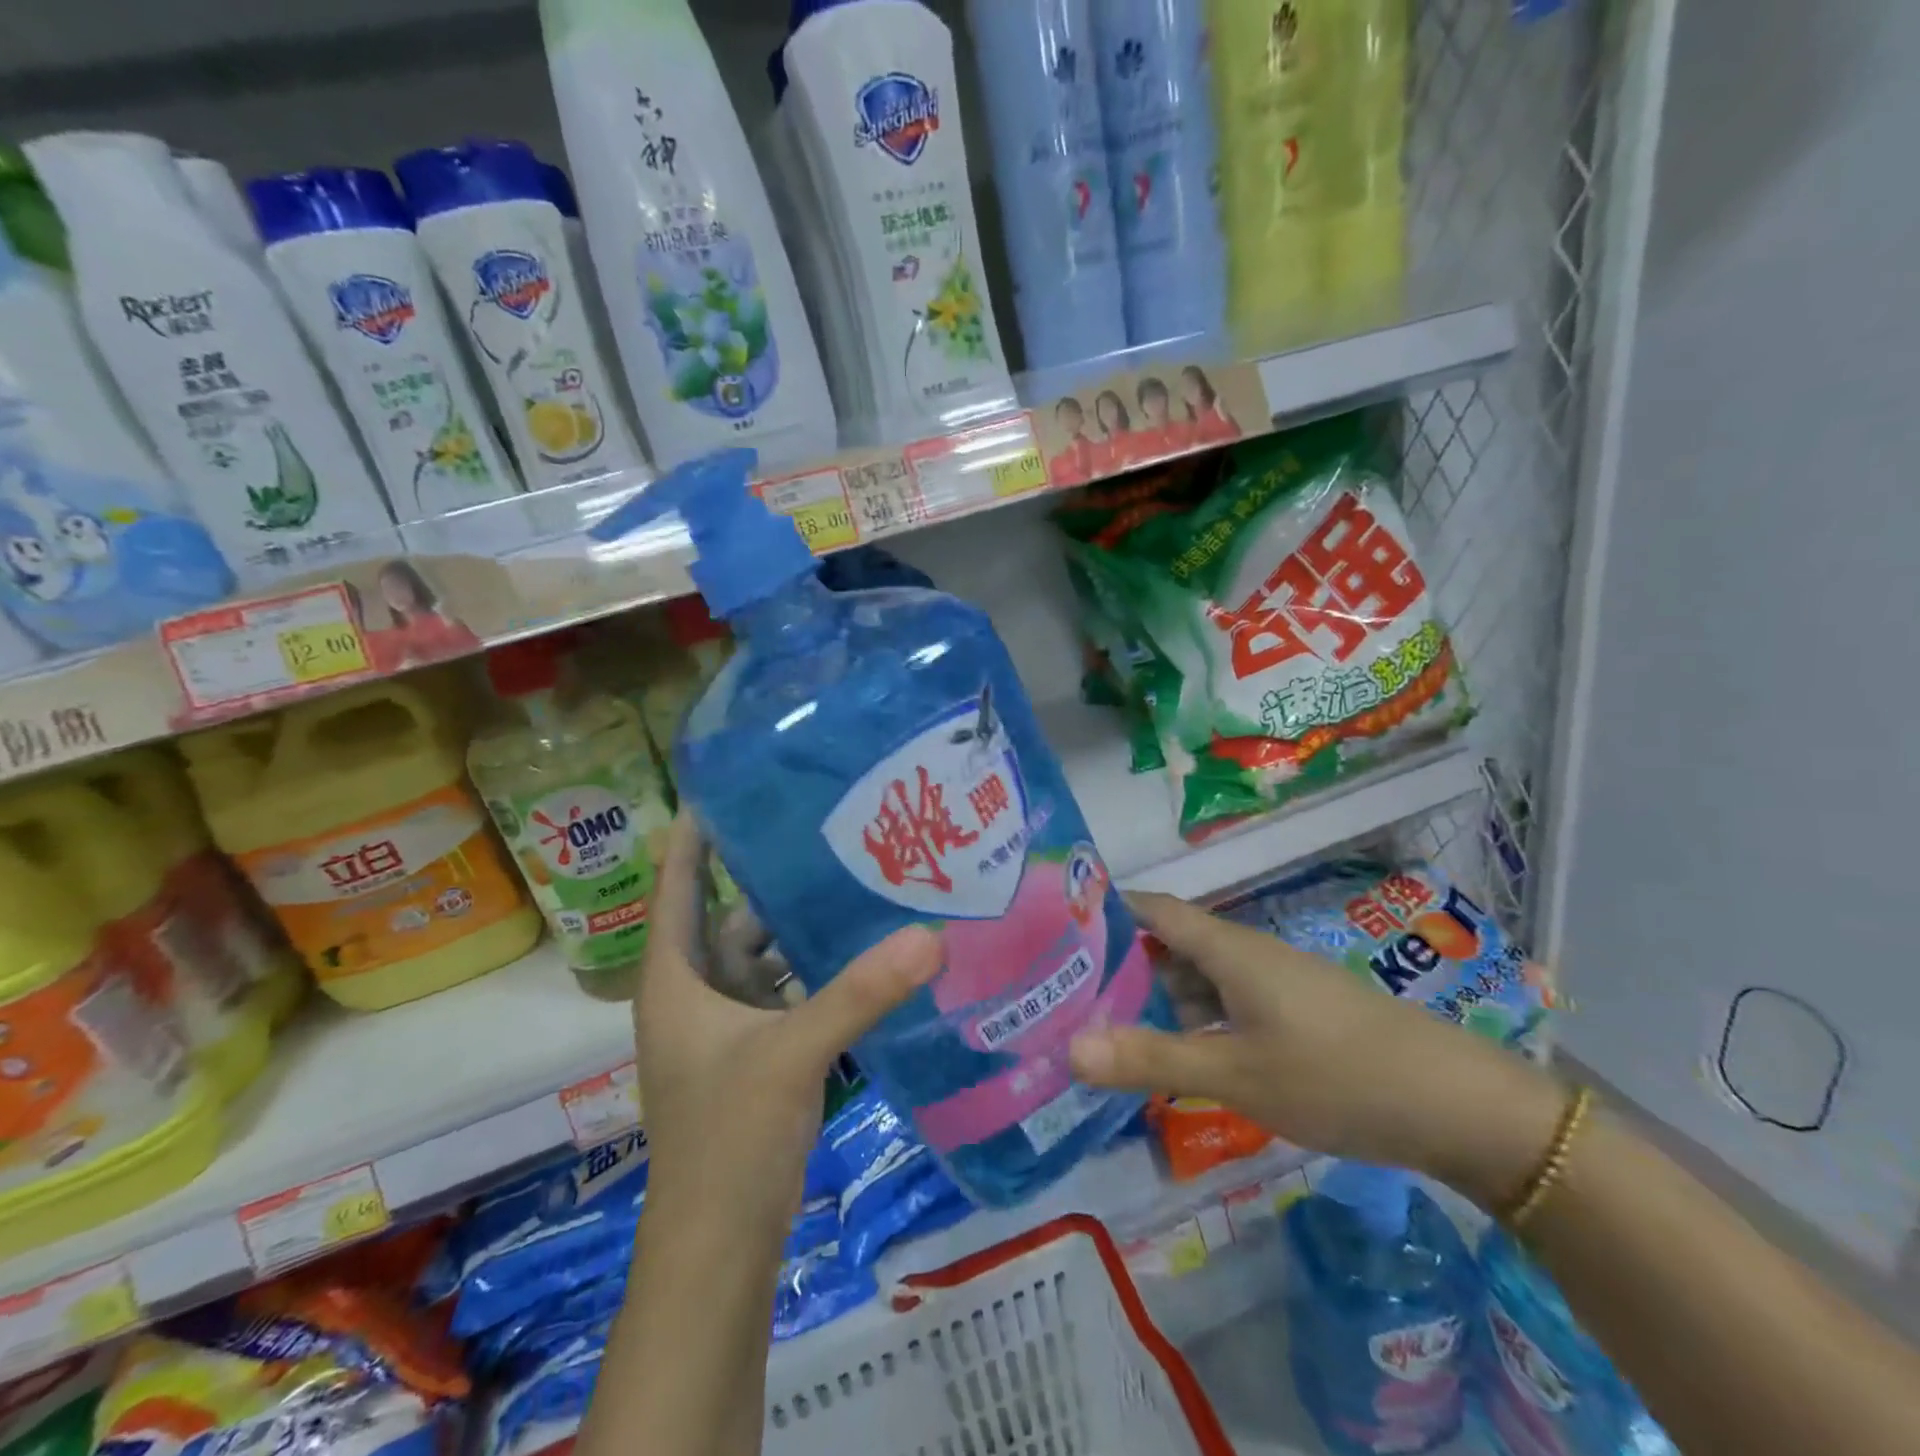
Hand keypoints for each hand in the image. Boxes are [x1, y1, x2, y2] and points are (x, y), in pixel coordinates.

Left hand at [634, 815, 940, 1229]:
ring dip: (797, 926)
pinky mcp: (756, 1052)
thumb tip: (930, 936)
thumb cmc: (729, 1137)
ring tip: (849, 877)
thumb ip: (859, 993)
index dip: (696, 837)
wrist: (720, 1246)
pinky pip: (785, 991)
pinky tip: (858, 950)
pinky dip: (813, 971)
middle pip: (729, 916)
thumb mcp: (792, 1053)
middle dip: (769, 877)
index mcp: (676, 978)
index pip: (679, 886)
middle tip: (822, 828)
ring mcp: (726, 1026)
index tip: (731, 785)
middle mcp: (695, 992)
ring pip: (761, 956)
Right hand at [1068, 891, 1564, 1206]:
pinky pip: (1224, 1006)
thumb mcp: (1235, 1074)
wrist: (1458, 1106)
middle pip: (1168, 944)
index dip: (1104, 910)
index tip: (1054, 929)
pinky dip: (1192, 1023)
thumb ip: (1151, 1060)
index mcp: (1227, 947)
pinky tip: (1176, 1058)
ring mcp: (1272, 984)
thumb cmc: (1336, 1076)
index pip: (1151, 908)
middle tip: (1064, 995)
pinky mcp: (1292, 1014)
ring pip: (1197, 979)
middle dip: (1119, 966)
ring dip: (1156, 1000)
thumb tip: (1067, 1049)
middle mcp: (1246, 953)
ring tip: (1104, 1029)